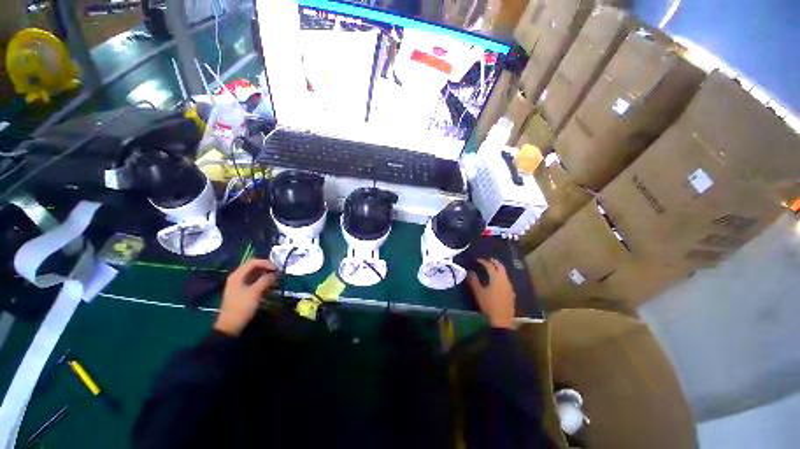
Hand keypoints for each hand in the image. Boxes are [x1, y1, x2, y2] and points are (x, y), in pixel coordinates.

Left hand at [215, 259, 278, 335]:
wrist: (231, 326)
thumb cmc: (242, 307)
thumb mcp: (255, 292)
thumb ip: (265, 280)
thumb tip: (275, 273)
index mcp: (237, 275)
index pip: (254, 262)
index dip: (267, 263)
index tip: (277, 269)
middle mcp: (237, 277)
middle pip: (255, 267)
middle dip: (267, 269)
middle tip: (278, 274)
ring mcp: (239, 284)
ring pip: (255, 275)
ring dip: (266, 276)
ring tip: (276, 280)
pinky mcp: (243, 291)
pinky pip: (255, 282)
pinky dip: (263, 282)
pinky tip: (271, 287)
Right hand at [467, 258, 514, 329]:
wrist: (502, 320)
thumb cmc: (489, 305)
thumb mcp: (479, 292)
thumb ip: (474, 281)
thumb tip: (470, 272)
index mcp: (496, 278)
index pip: (490, 266)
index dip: (483, 262)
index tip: (477, 260)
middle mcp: (504, 280)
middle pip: (500, 267)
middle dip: (494, 262)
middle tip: (489, 260)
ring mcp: (509, 286)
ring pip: (504, 273)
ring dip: (499, 269)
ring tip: (492, 268)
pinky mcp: (511, 293)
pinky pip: (506, 280)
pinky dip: (501, 276)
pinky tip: (498, 280)